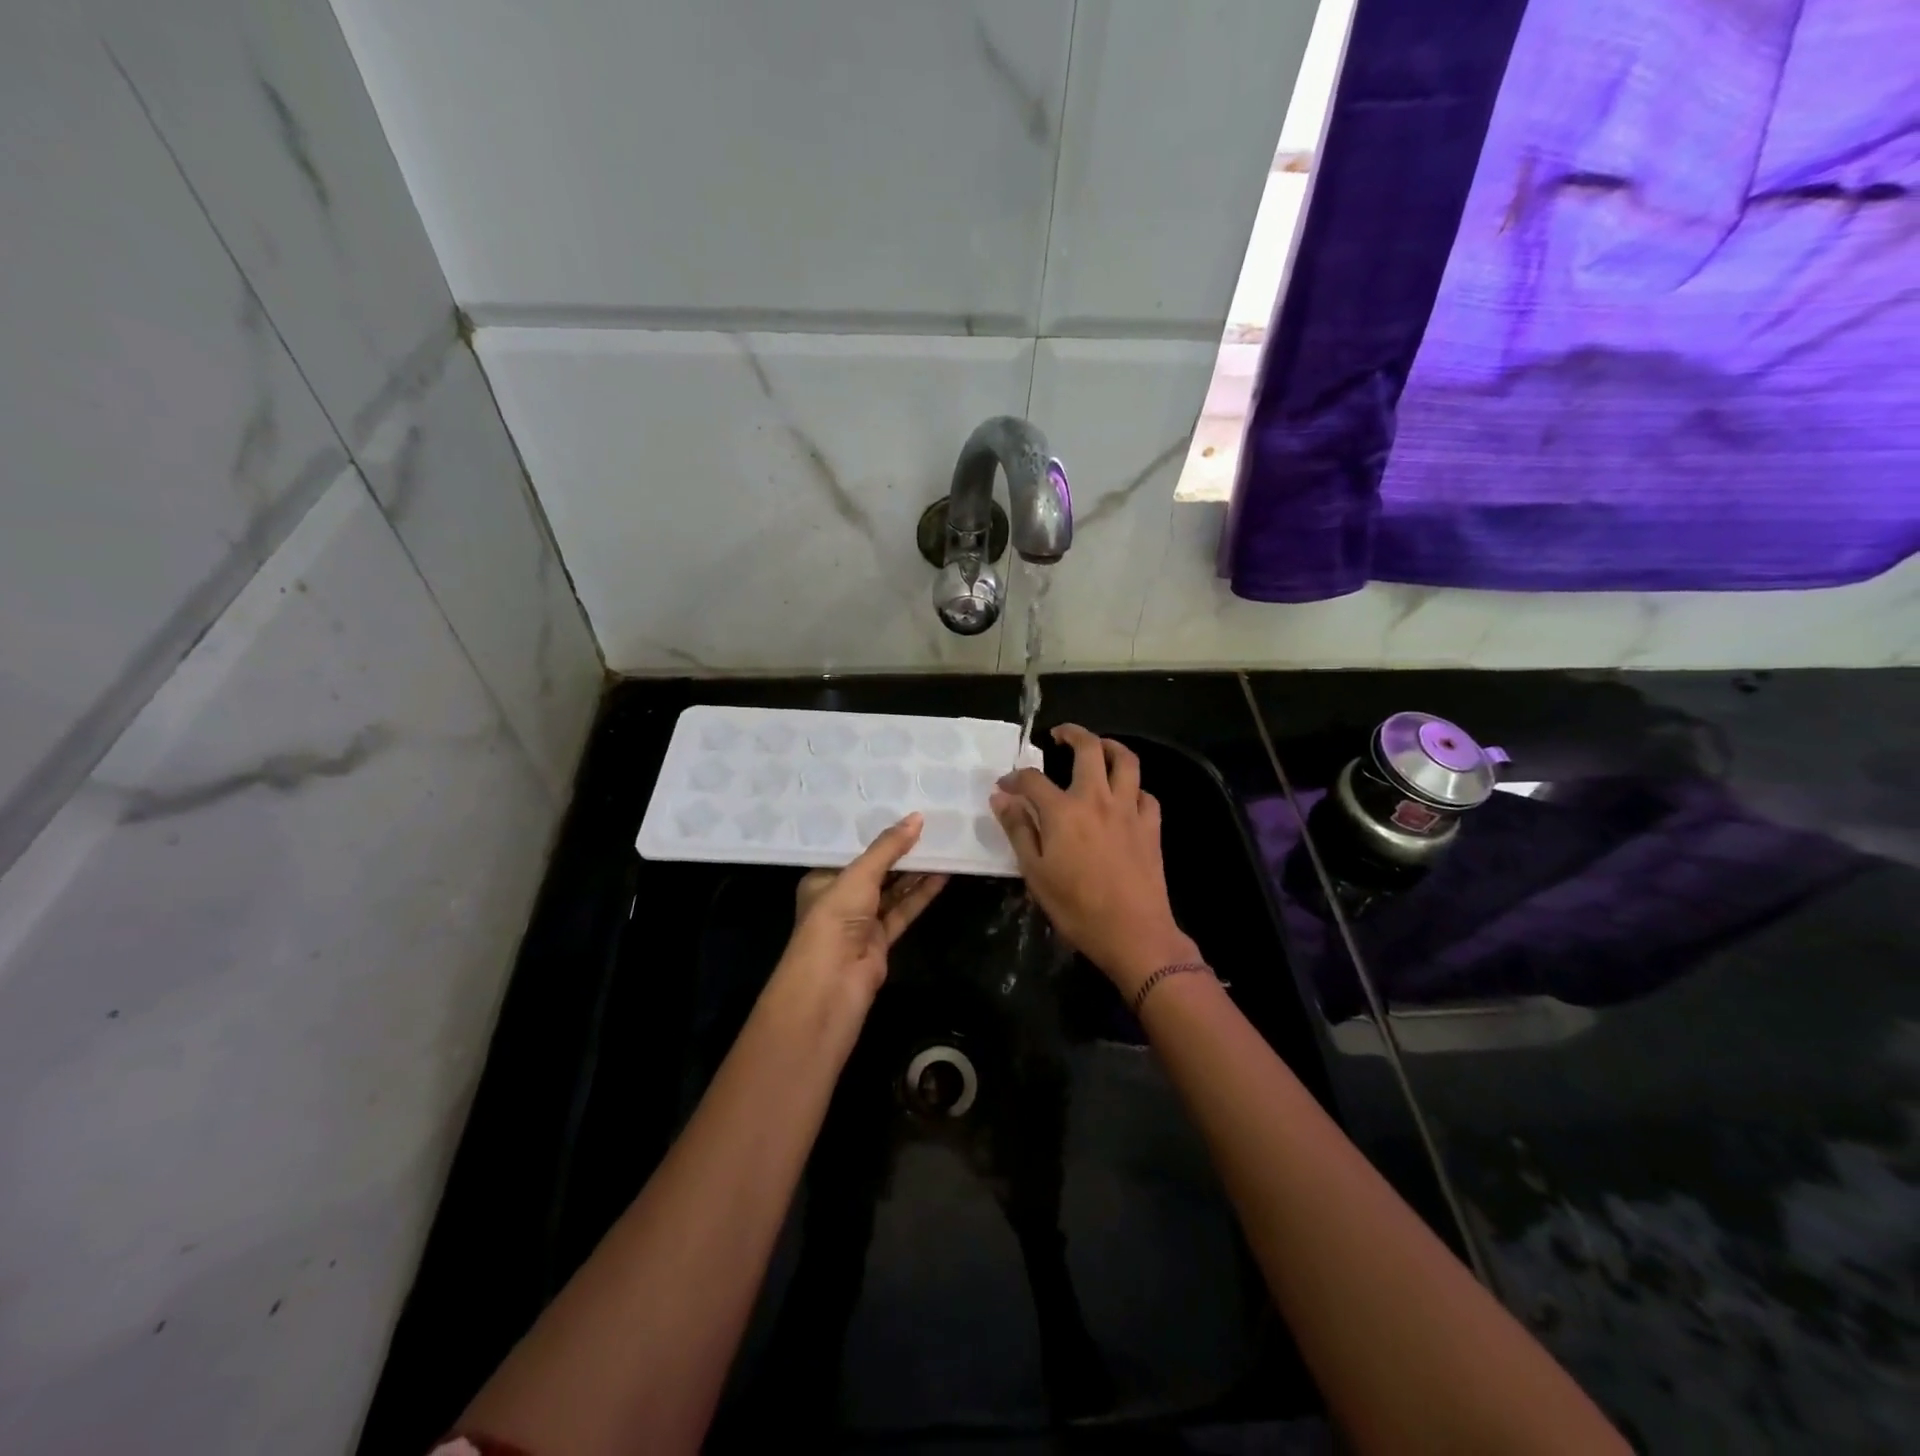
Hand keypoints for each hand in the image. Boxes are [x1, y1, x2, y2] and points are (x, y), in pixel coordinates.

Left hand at [781, 812, 947, 1004]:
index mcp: (822, 879)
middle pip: (874, 870)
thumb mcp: (859, 875)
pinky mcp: (880, 941)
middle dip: (899, 852)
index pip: (850, 851)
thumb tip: (917, 817)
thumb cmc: (834, 919)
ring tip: (942, 846)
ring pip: (891, 891)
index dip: (874, 833)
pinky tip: (942, 876)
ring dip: (914, 872)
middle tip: (928, 826)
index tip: (899, 811)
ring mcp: (860, 922)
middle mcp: (839, 899)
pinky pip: (903, 911)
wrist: (832, 984)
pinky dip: (920, 895)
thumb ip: (888, 848)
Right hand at [990, 725, 1199, 999]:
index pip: (1033, 779)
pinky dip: (1134, 789)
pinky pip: (1145, 795)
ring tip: (1098, 748)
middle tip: (1059, 736)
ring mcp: (1129, 810)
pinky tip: (1125, 798)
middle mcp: (1097, 799)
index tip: (1005, 786)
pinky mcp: (1151, 826)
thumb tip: (1001, 797)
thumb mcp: (1035, 872)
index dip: (1014, 777)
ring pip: (1126, 761)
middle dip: (1072, 734)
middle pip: (1089, 749)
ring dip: (1111, 747)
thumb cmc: (1077, 908)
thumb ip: (1019, 830)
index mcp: (1064, 811)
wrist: (1134, 933)